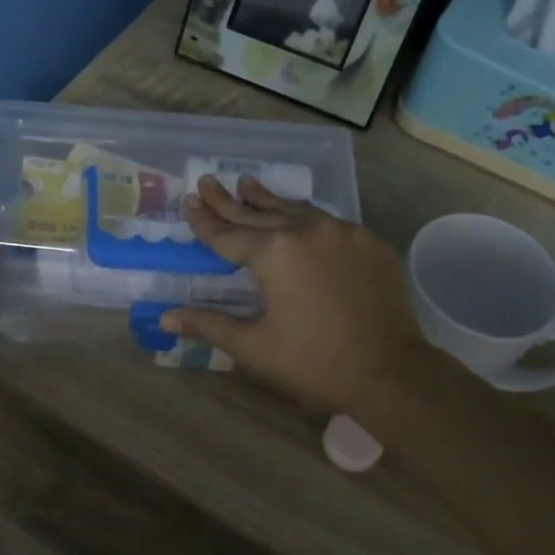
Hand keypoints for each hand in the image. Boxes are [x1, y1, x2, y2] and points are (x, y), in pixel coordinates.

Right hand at [162, 175, 432, 413]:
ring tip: (247, 183)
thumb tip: (164, 318)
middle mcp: (306, 230)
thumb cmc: (313, 362)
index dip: (204, 221)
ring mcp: (343, 232)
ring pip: (295, 211)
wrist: (390, 372)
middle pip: (258, 214)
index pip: (227, 234)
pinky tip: (299, 218)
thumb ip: (208, 324)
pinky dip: (305, 219)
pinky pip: (329, 223)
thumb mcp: (253, 346)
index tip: (187, 202)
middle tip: (207, 182)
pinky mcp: (370, 243)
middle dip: (229, 200)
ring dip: (267, 200)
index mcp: (274, 253)